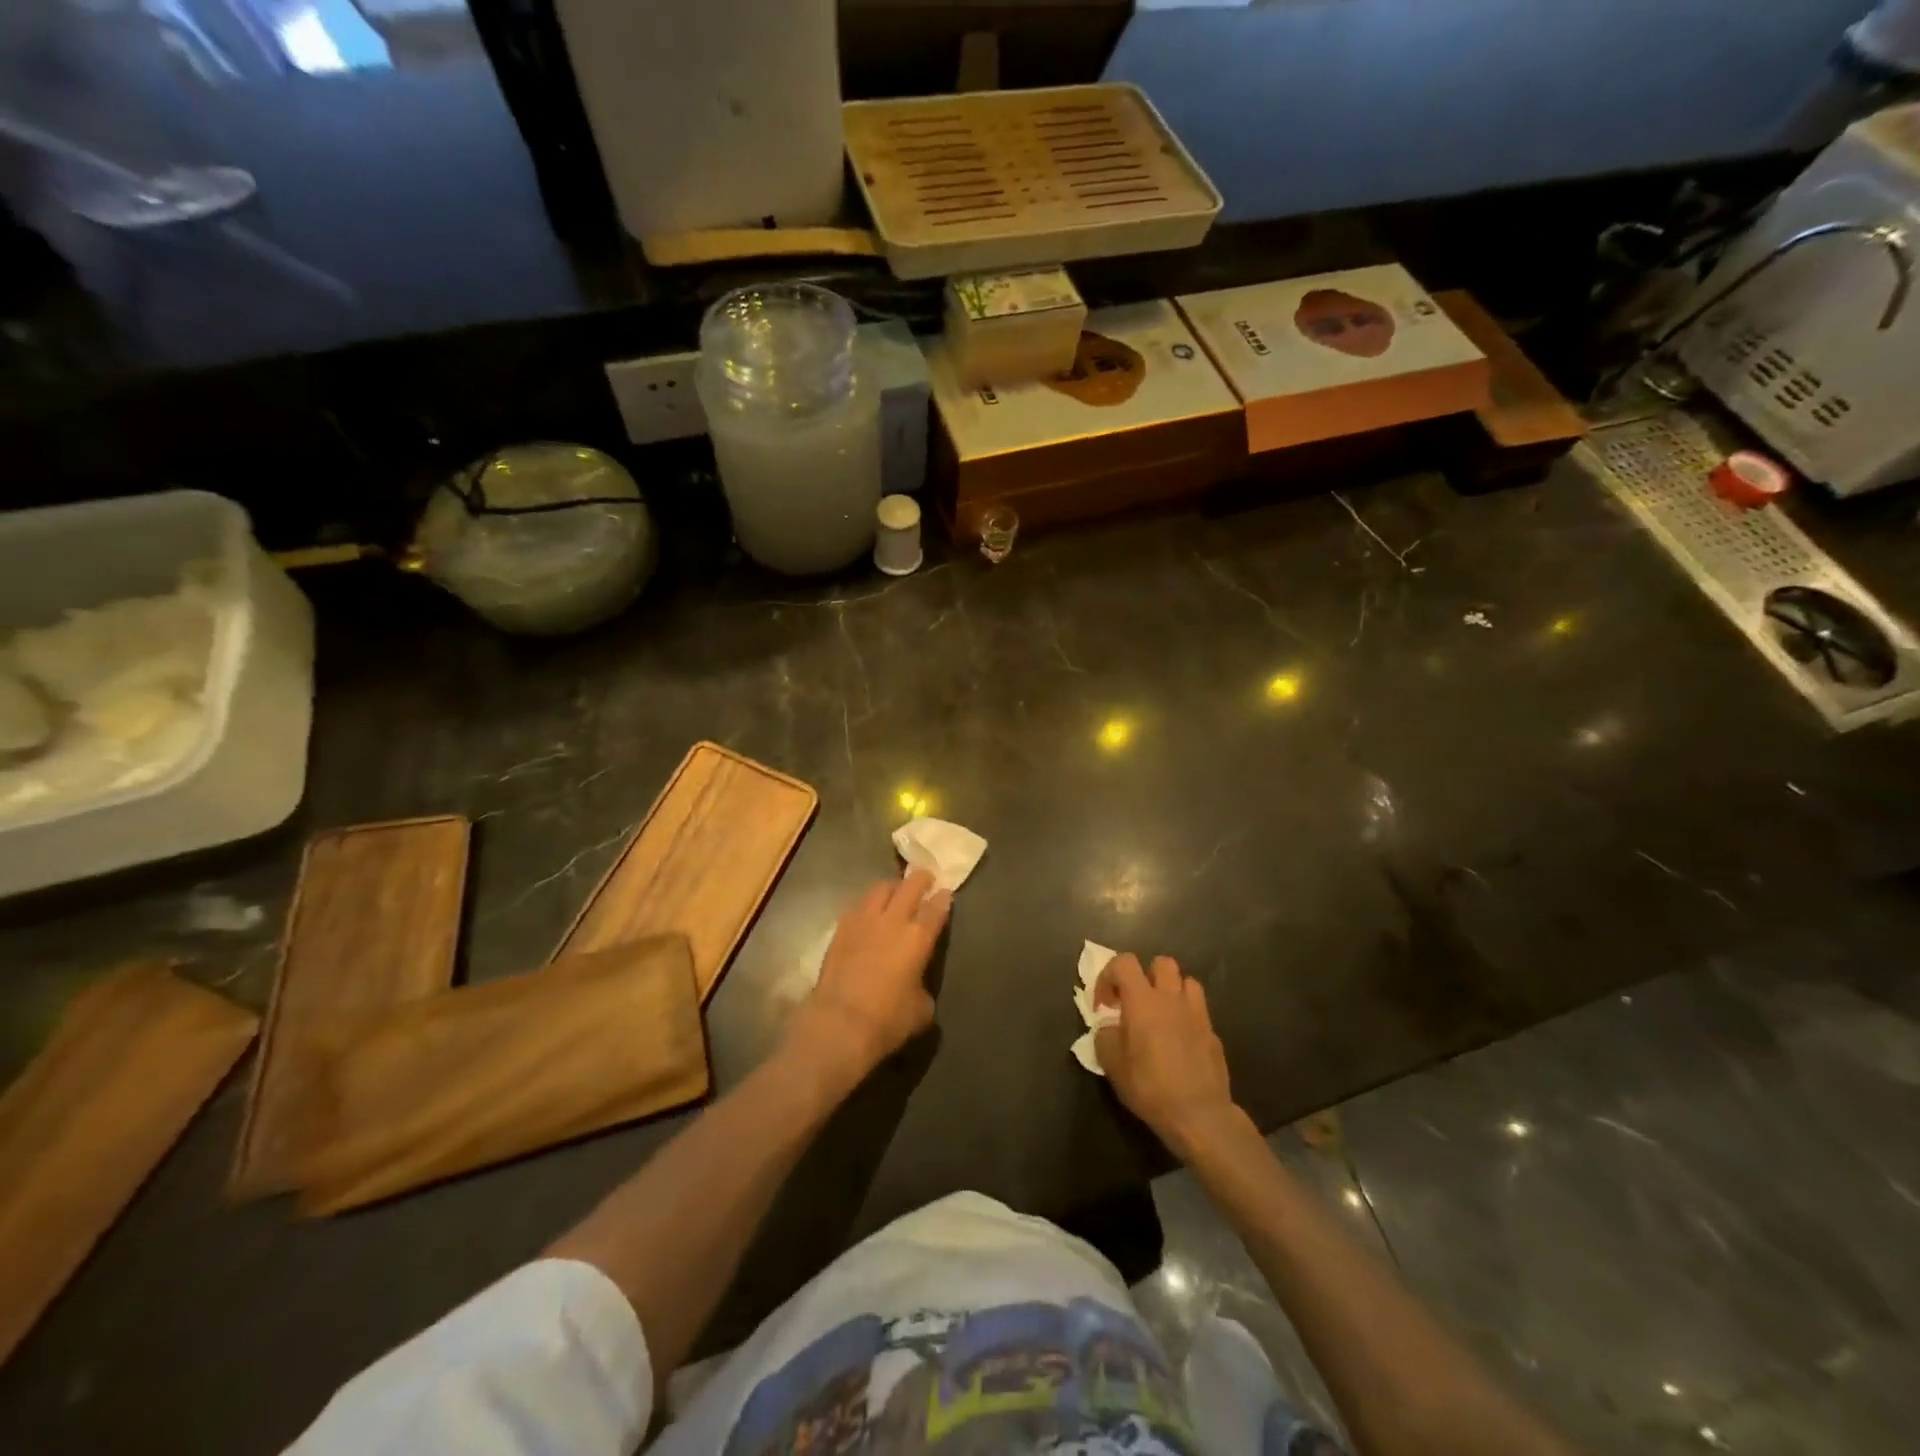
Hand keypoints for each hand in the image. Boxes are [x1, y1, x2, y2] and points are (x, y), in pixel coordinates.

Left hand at [786, 868, 950, 1081]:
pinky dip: (868, 903)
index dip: (943, 898)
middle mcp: (893, 921)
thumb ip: (922, 987)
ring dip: (892, 886)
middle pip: (910, 886)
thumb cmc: (888, 1020)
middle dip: (921, 879)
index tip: (946, 892)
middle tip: (926, 877)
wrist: (840, 1023)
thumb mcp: (921, 1009)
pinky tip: (869, 912)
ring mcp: (864, 921)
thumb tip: (916, 984)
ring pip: (880, 888)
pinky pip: (858, 905)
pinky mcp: (840, 929)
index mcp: (918, 937)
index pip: (936, 908)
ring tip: (896, 890)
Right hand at [1094, 954, 1239, 1157]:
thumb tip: (1110, 1027)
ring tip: (1161, 1013)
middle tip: (1135, 1002)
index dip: (1108, 976)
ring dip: (1170, 990)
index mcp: (1142, 1000)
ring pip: (1186, 981)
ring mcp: (1197, 1013)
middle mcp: (1171, 998)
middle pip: (1161, 963)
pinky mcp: (1213, 1032)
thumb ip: (1105, 1036)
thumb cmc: (1150, 1086)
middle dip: (1145, 975)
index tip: (1103, 1006)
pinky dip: (1186, 1015)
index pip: (1123, 962)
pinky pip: (1198, 1010)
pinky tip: (1180, 1040)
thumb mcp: (1112, 1065)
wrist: (1199, 1114)